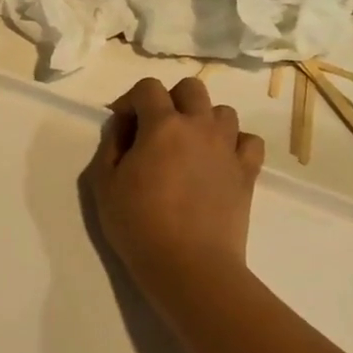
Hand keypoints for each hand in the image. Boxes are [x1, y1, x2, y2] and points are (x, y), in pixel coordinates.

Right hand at [85, 77, 264, 293]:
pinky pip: (248, 141)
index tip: (121, 123)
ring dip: (202, 119)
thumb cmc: (137, 223)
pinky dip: (233, 143)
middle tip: (155, 129)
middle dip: (170, 99)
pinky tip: (217, 160)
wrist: (188, 264)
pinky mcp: (248, 172)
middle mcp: (200, 126)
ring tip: (187, 145)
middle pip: (192, 88)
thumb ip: (111, 145)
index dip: (131, 99)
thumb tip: (123, 127)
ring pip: (222, 111)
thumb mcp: (103, 183)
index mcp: (162, 125)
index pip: (148, 87)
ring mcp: (228, 148)